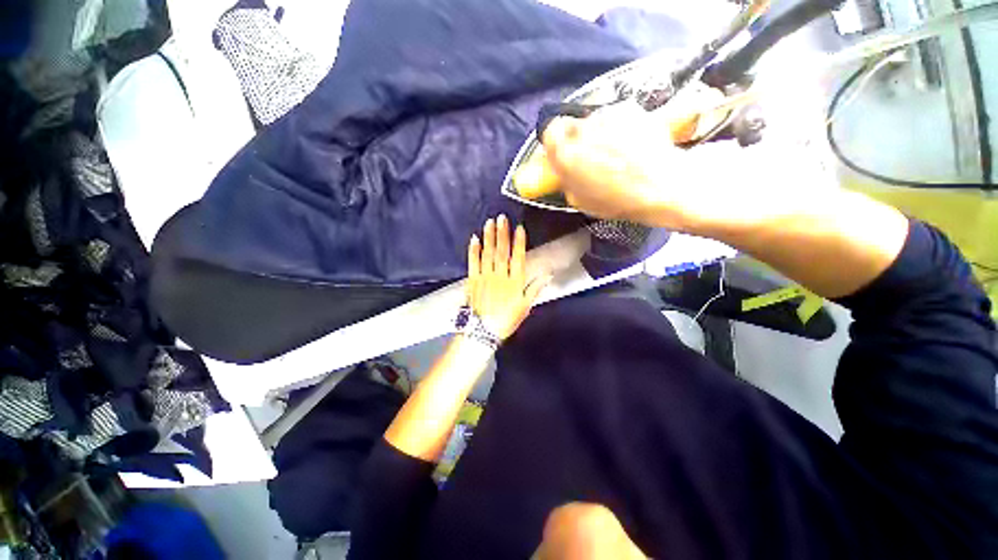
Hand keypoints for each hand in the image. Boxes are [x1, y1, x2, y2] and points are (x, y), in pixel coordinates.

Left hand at [467, 215, 550, 340]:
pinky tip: (474, 239)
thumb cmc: (507, 319)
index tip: (519, 229)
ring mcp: (484, 277)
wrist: (484, 331)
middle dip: (502, 233)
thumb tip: (548, 275)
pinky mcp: (472, 280)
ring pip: (487, 254)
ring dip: (489, 237)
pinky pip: (473, 263)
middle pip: (502, 252)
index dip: (519, 242)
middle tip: (502, 218)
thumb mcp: (525, 307)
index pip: (518, 258)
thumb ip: (535, 289)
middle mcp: (499, 276)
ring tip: (490, 223)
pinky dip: (473, 251)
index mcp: (514, 282)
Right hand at [540, 102, 802, 235]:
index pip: (549, 133)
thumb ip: (567, 180)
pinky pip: (617, 115)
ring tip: (618, 149)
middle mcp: (582, 129)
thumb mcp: (582, 201)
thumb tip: (563, 169)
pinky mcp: (630, 108)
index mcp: (566, 155)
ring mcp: (608, 115)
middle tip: (593, 152)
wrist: (663, 187)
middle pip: (572, 125)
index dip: (556, 142)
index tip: (565, 151)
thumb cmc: (618, 202)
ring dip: (600, 131)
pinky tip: (633, 142)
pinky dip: (621, 125)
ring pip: (596, 120)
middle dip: (578, 137)